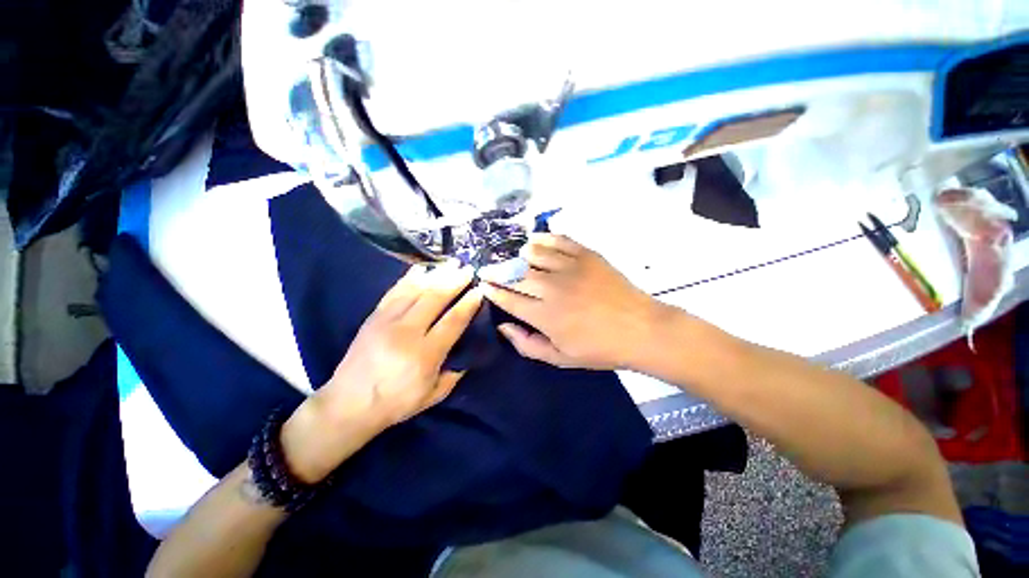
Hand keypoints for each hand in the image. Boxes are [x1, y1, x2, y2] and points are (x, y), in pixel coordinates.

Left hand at [282, 263, 482, 482]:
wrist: (348, 405)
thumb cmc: (396, 403)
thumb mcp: (434, 395)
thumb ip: (455, 373)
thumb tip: (468, 352)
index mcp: (425, 354)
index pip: (453, 321)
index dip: (468, 304)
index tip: (479, 290)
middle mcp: (407, 332)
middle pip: (435, 298)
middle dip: (455, 281)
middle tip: (468, 269)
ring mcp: (387, 321)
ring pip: (416, 290)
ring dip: (436, 275)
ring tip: (451, 264)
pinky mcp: (374, 317)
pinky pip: (394, 292)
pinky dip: (409, 278)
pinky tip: (422, 269)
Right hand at [481, 234, 665, 370]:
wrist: (642, 330)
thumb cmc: (600, 349)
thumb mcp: (561, 358)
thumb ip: (527, 344)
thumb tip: (503, 327)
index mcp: (544, 316)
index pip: (508, 299)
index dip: (492, 291)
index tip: (482, 284)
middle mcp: (552, 288)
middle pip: (515, 275)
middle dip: (496, 271)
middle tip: (486, 268)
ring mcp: (570, 268)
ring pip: (534, 254)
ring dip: (517, 254)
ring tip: (511, 257)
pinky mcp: (587, 255)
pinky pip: (559, 241)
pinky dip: (544, 239)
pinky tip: (535, 240)